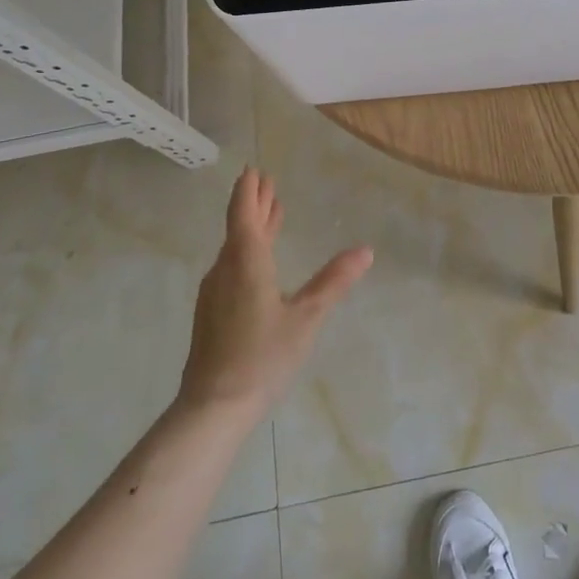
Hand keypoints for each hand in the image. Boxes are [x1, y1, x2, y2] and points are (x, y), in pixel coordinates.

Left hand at [178, 167, 372, 416]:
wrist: (212, 409)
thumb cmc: (262, 357)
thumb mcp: (306, 318)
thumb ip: (334, 281)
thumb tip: (366, 250)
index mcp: (246, 262)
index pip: (244, 213)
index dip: (249, 191)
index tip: (254, 170)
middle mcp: (225, 269)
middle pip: (238, 227)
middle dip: (253, 203)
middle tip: (265, 182)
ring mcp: (215, 292)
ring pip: (235, 247)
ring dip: (252, 226)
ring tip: (270, 213)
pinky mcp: (212, 313)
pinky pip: (231, 265)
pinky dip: (247, 249)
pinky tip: (257, 260)